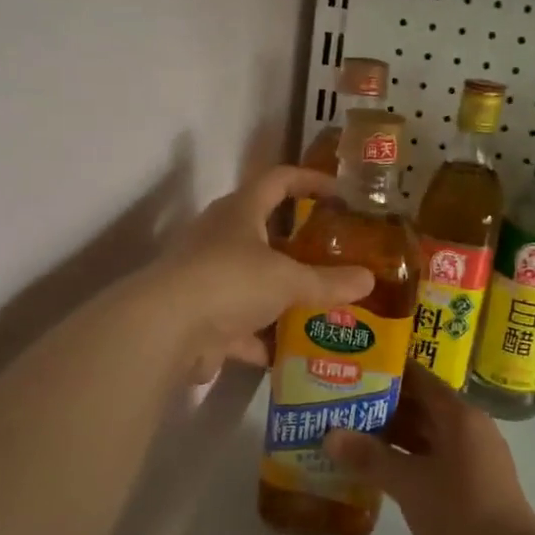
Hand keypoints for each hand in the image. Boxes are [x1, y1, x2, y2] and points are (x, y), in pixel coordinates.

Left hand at [159, 166, 375, 383]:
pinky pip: (239, 325)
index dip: (310, 180)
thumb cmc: (230, 282)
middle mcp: (219, 238)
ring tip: (319, 306)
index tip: (340, 191)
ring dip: (281, 295)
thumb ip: (328, 282)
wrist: (166, 330)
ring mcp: (207, 278)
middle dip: (298, 247)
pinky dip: (261, 339)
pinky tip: (288, 354)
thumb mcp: (287, 280)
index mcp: (239, 212)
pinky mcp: (201, 317)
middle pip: (264, 233)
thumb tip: (368, 280)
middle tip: (333, 258)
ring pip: (252, 281)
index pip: (278, 180)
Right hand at [324, 362, 534, 534]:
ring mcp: (471, 457)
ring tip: (349, 433)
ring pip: (425, 435)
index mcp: (459, 415)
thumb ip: (369, 457)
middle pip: (421, 406)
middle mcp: (468, 428)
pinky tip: (376, 469)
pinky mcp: (470, 483)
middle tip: (340, 402)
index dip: (387, 371)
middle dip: (382, 406)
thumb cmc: (459, 511)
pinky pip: (432, 459)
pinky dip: (405, 459)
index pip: (419, 379)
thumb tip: (330, 435)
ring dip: (392, 436)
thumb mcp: (408, 483)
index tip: (354, 367)